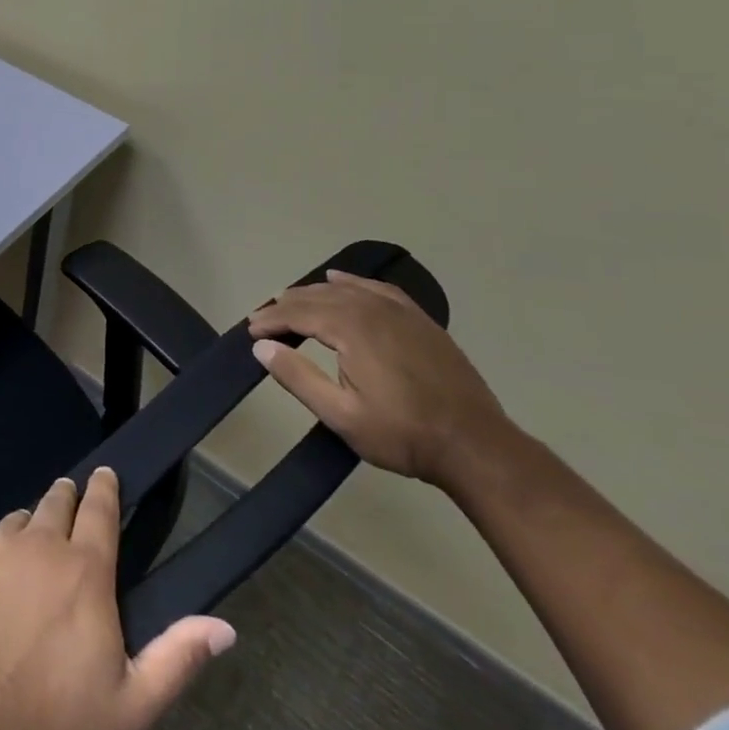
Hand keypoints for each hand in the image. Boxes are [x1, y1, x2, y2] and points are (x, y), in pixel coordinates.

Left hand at [0, 468, 235, 729]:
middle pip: (57, 502)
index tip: (106, 474)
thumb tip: (224, 627)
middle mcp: (40, 543)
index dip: (105, 488)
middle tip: (70, 505)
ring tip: (30, 556)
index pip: (100, 510)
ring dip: (30, 530)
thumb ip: (177, 658)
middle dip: (67, 499)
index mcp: (84, 571)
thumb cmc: (56, 721)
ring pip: (19, 521)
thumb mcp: (131, 705)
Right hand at [247, 270, 514, 491]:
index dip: (270, 319)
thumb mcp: (341, 415)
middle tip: (263, 319)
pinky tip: (341, 281)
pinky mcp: (421, 321)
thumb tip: (261, 346)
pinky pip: (378, 290)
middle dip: (286, 305)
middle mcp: (373, 310)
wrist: (477, 447)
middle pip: (318, 297)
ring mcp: (401, 313)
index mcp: (352, 329)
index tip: (250, 330)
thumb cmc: (403, 434)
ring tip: (291, 301)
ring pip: (346, 290)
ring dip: (313, 294)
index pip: (298, 313)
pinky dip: (353, 283)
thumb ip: (297, 377)